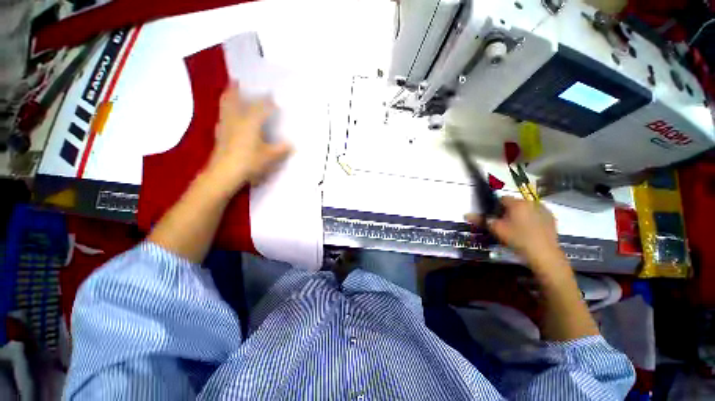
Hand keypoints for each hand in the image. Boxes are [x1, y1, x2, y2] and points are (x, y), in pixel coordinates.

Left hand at [204, 83, 291, 194]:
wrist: (225, 172)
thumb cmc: (249, 161)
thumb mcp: (270, 157)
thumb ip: (281, 149)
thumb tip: (292, 145)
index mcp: (250, 122)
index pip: (260, 108)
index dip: (267, 102)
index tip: (272, 95)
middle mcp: (236, 120)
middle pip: (234, 100)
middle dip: (236, 90)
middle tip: (237, 80)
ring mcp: (225, 126)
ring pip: (225, 106)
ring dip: (228, 98)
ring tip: (229, 92)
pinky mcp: (219, 134)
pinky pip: (222, 117)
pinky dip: (224, 112)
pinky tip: (226, 116)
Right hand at [467, 197, 564, 269]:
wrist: (544, 255)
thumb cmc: (517, 239)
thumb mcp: (496, 229)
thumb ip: (481, 220)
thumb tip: (466, 214)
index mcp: (517, 203)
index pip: (501, 198)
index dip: (495, 208)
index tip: (495, 218)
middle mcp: (531, 202)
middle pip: (514, 203)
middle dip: (508, 211)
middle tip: (505, 225)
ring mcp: (544, 210)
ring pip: (526, 209)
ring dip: (520, 215)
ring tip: (518, 229)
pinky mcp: (551, 219)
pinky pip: (536, 214)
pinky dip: (531, 219)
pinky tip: (529, 231)